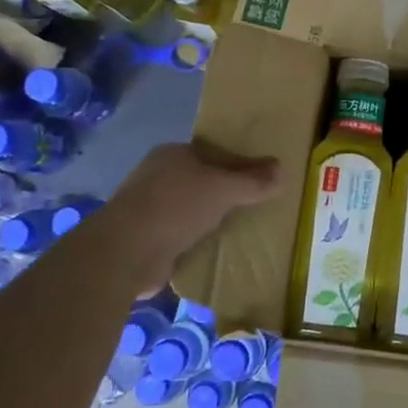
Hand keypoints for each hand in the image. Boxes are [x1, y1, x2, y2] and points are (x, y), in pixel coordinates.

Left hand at [103, 141, 282, 281]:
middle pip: (202, 180)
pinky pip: (180, 233)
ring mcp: (148, 207)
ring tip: (240, 228)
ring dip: (211, 218)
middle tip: (256, 205)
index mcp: (173, 153)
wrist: (124, 253)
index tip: (261, 180)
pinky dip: (196, 239)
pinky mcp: (144, 238)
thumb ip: (253, 181)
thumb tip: (282, 170)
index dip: (239, 164)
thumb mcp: (223, 189)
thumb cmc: (175, 207)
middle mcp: (157, 175)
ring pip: (191, 208)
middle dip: (226, 192)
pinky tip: (215, 248)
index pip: (214, 153)